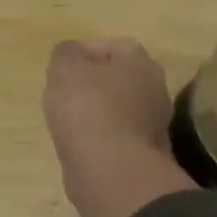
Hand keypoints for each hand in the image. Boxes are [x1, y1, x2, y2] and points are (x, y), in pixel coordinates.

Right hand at [44, 39, 192, 216]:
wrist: (110, 170)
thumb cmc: (88, 107)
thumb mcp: (66, 67)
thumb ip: (66, 54)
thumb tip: (71, 57)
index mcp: (141, 63)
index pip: (114, 47)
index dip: (85, 53)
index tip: (61, 68)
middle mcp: (155, 90)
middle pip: (118, 80)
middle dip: (91, 85)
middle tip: (63, 94)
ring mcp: (153, 126)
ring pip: (118, 111)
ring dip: (95, 114)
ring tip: (67, 123)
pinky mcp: (144, 156)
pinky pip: (116, 139)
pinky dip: (99, 140)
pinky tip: (79, 146)